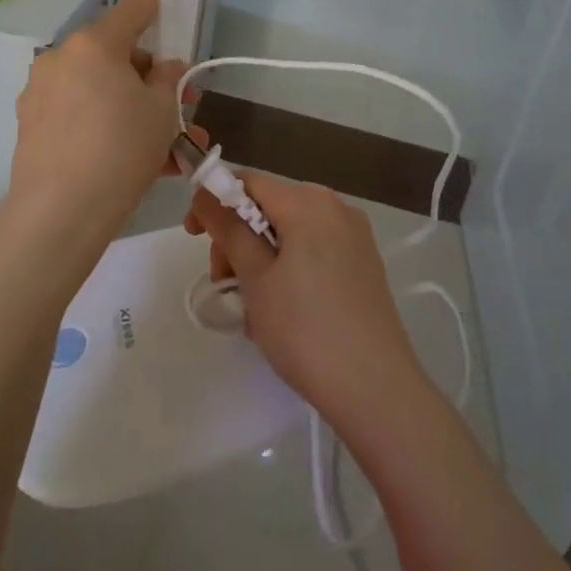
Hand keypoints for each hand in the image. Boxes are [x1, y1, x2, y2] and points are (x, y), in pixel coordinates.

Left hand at [8, 0, 187, 254]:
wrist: (60, 214)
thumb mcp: (162, 111)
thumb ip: (167, 79)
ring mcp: (41, 92)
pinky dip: (107, 124)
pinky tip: (136, 159)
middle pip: (116, 54)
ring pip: (100, 89)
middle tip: (182, 105)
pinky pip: (81, 114)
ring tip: (169, 145)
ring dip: (133, 107)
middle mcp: (62, 59)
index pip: (133, 8)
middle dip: (150, 76)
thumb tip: (162, 69)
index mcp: (94, 44)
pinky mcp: (32, 125)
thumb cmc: (121, 149)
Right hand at [185, 172, 428, 441]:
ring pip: (292, 230)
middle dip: (239, 237)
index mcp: (309, 201)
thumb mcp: (255, 279)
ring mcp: (355, 235)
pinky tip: (283, 310)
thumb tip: (206, 193)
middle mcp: (336, 206)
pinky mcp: (364, 262)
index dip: (215, 201)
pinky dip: (289, 267)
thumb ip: (228, 229)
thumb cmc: (305, 330)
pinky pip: (314, 249)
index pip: (249, 182)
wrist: (375, 388)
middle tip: (224, 282)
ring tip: (253, 307)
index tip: (194, 236)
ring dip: (261, 257)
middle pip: (271, 205)